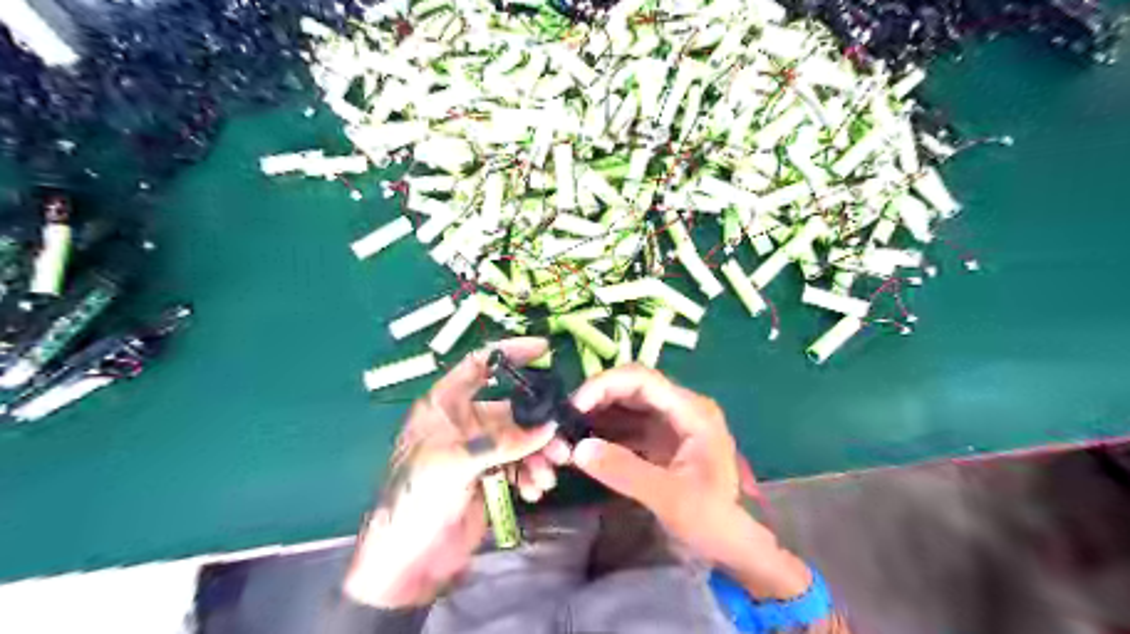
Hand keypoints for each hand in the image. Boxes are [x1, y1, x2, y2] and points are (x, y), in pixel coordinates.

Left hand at [344, 338, 569, 605]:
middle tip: (561, 444)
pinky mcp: (489, 475)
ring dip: (539, 455)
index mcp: (444, 405)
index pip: (479, 365)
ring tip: (549, 475)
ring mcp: (478, 450)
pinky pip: (520, 464)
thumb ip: (504, 442)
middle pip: (511, 409)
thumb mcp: (455, 463)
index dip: (511, 352)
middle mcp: (464, 422)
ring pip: (521, 439)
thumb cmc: (416, 499)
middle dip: (538, 425)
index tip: (545, 349)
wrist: (408, 560)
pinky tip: (534, 490)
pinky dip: (531, 473)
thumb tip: (549, 427)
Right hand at [576, 364, 811, 600]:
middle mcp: (680, 408)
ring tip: (567, 431)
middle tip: (563, 420)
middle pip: (631, 388)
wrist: (736, 544)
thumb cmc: (712, 519)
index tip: (574, 406)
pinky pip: (627, 427)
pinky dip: (605, 433)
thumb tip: (577, 449)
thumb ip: (625, 471)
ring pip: (626, 406)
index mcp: (691, 410)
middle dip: (596, 399)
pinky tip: (583, 445)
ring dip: (597, 415)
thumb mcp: (669, 497)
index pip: (641, 379)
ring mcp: (670, 424)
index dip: (604, 385)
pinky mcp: (660, 441)